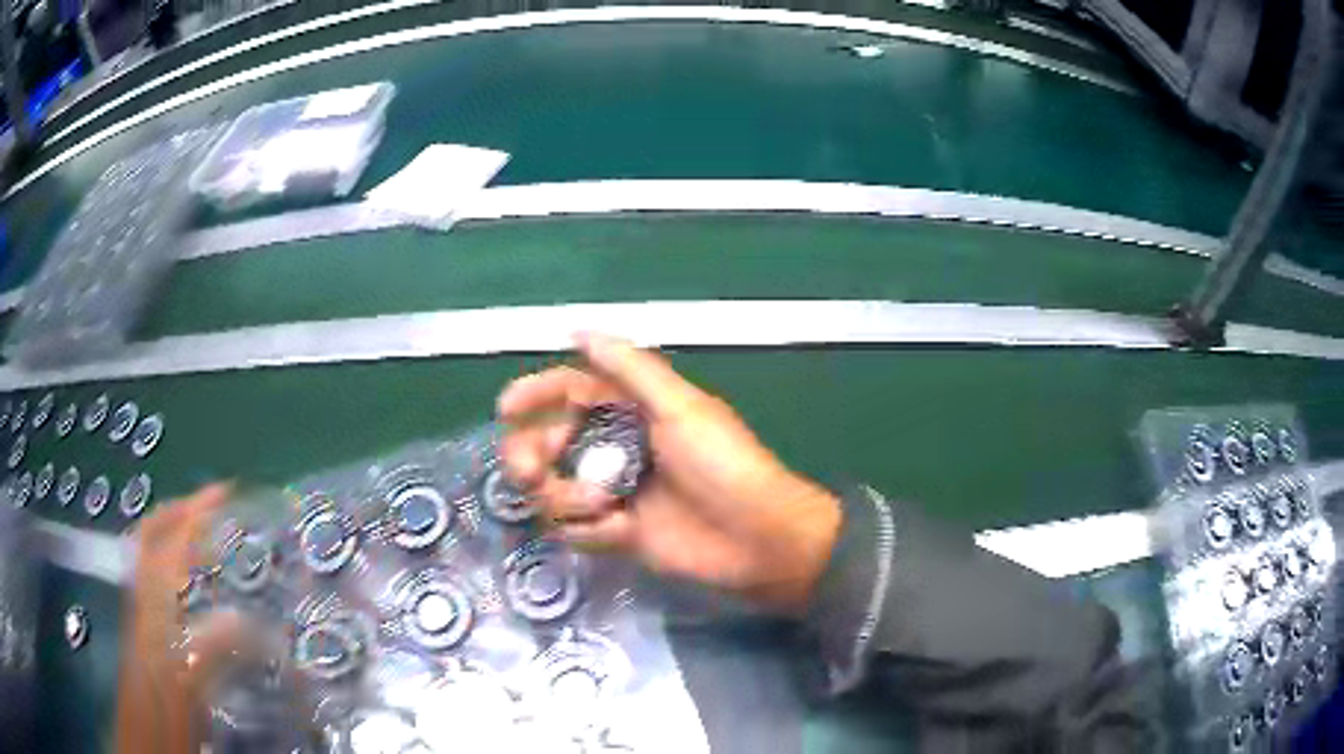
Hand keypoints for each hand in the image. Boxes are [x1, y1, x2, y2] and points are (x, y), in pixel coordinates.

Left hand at [118, 485, 252, 753]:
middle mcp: (142, 597)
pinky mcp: (146, 625)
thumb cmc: (166, 711)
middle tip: (212, 506)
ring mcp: (141, 609)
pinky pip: (156, 578)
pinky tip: (195, 581)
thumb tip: (244, 618)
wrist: (146, 734)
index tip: (224, 494)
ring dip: (175, 532)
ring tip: (206, 533)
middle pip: (150, 535)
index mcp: (153, 607)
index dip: (195, 513)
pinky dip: (173, 563)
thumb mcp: (192, 686)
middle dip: (179, 511)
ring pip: (150, 553)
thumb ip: (212, 650)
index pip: (169, 543)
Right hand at [499, 334, 841, 612]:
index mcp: (633, 410)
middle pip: (551, 443)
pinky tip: (619, 531)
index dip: (537, 395)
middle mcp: (618, 448)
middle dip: (532, 454)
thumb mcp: (681, 408)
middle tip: (529, 469)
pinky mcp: (619, 534)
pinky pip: (577, 529)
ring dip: (564, 496)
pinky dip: (588, 530)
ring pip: (556, 489)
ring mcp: (617, 493)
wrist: (758, 539)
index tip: (507, 408)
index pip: (572, 392)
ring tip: (601, 505)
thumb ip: (630, 369)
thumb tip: (580, 332)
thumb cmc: (724, 465)